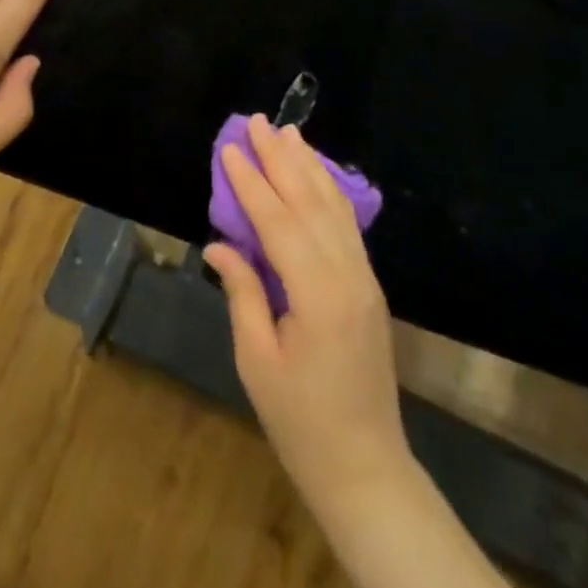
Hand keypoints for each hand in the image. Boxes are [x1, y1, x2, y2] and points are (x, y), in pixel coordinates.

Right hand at [204, 118, 409, 502]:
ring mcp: (364, 278)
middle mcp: (347, 275)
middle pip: (310, 203)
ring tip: (288, 133)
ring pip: (334, 207)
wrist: (365, 466)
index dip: (251, 184)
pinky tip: (316, 175)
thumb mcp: (257, 361)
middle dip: (281, 159)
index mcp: (317, 295)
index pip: (278, 223)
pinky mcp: (368, 285)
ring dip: (308, 166)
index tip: (229, 149)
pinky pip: (347, 225)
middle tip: (258, 121)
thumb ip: (242, 293)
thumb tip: (219, 245)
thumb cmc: (301, 422)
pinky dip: (328, 192)